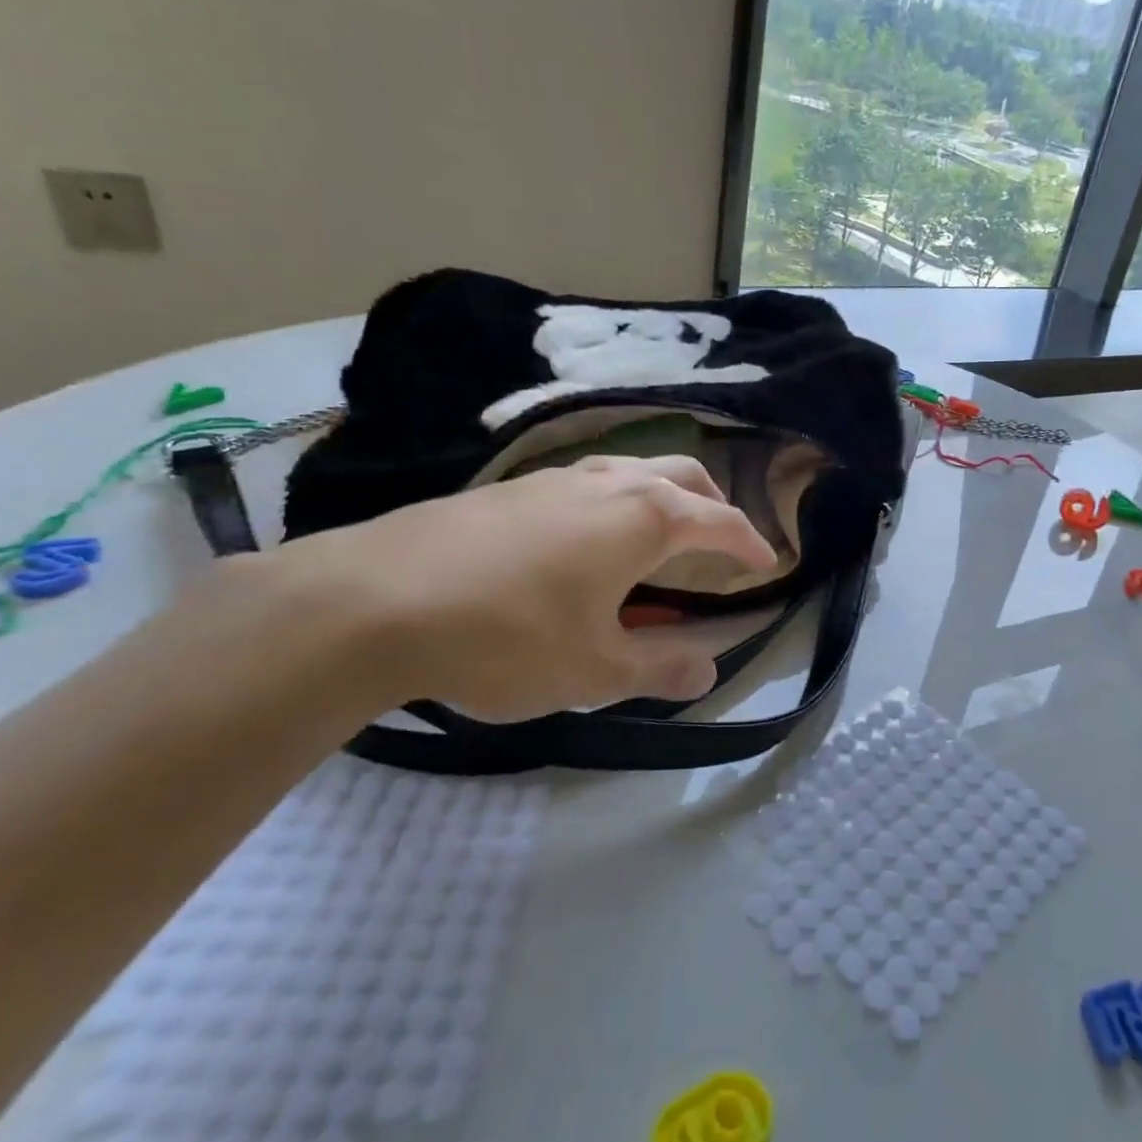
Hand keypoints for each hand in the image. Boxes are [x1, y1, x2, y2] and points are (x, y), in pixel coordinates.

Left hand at [268, 455, 776, 720]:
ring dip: (662, 496)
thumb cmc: (507, 637)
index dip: (750, 542)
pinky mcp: (509, 488)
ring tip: (659, 537)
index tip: (768, 560)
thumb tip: (707, 671)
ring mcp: (555, 478)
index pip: (719, 521)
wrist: (373, 601)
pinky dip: (614, 502)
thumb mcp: (595, 670)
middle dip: (714, 503)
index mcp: (644, 519)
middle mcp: (608, 483)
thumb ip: (660, 668)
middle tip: (721, 540)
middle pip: (683, 475)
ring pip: (632, 469)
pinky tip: (587, 541)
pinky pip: (586, 482)